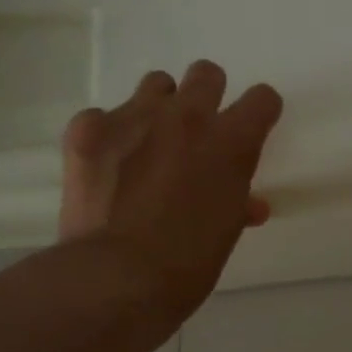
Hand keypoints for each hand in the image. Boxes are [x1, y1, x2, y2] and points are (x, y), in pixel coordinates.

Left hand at [59, 61, 282, 331]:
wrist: (116, 278)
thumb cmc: (187, 264)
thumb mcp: (226, 232)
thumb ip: (237, 202)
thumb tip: (249, 204)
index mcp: (231, 142)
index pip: (263, 99)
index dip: (259, 113)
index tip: (252, 128)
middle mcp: (188, 116)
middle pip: (207, 74)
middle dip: (207, 96)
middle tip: (196, 131)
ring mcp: (135, 117)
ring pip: (156, 84)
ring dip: (159, 107)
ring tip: (148, 142)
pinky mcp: (89, 130)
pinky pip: (101, 116)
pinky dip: (106, 136)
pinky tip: (105, 166)